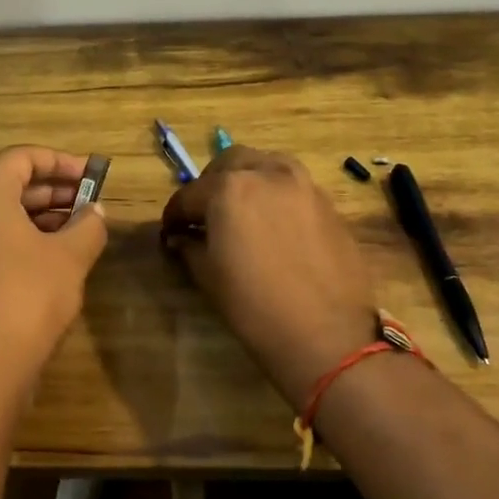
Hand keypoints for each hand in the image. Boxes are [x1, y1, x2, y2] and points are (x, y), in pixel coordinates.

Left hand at [0, 146, 108, 382]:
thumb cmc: (28, 295)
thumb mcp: (70, 256)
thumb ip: (88, 226)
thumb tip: (95, 213)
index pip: (20, 158)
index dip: (59, 161)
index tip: (91, 175)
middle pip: (9, 187)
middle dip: (53, 192)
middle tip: (89, 203)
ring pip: (0, 220)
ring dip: (40, 219)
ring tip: (78, 233)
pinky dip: (22, 243)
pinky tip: (53, 264)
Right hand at [161, 146, 379, 411]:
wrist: (327, 335)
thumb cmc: (255, 307)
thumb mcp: (210, 276)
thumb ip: (190, 247)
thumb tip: (180, 237)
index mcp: (229, 189)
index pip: (189, 194)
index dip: (174, 215)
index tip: (170, 231)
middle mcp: (267, 173)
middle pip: (230, 163)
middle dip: (211, 184)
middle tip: (204, 214)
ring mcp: (303, 185)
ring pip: (266, 165)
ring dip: (246, 179)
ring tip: (240, 210)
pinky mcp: (328, 203)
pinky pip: (293, 186)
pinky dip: (275, 194)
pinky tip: (272, 225)